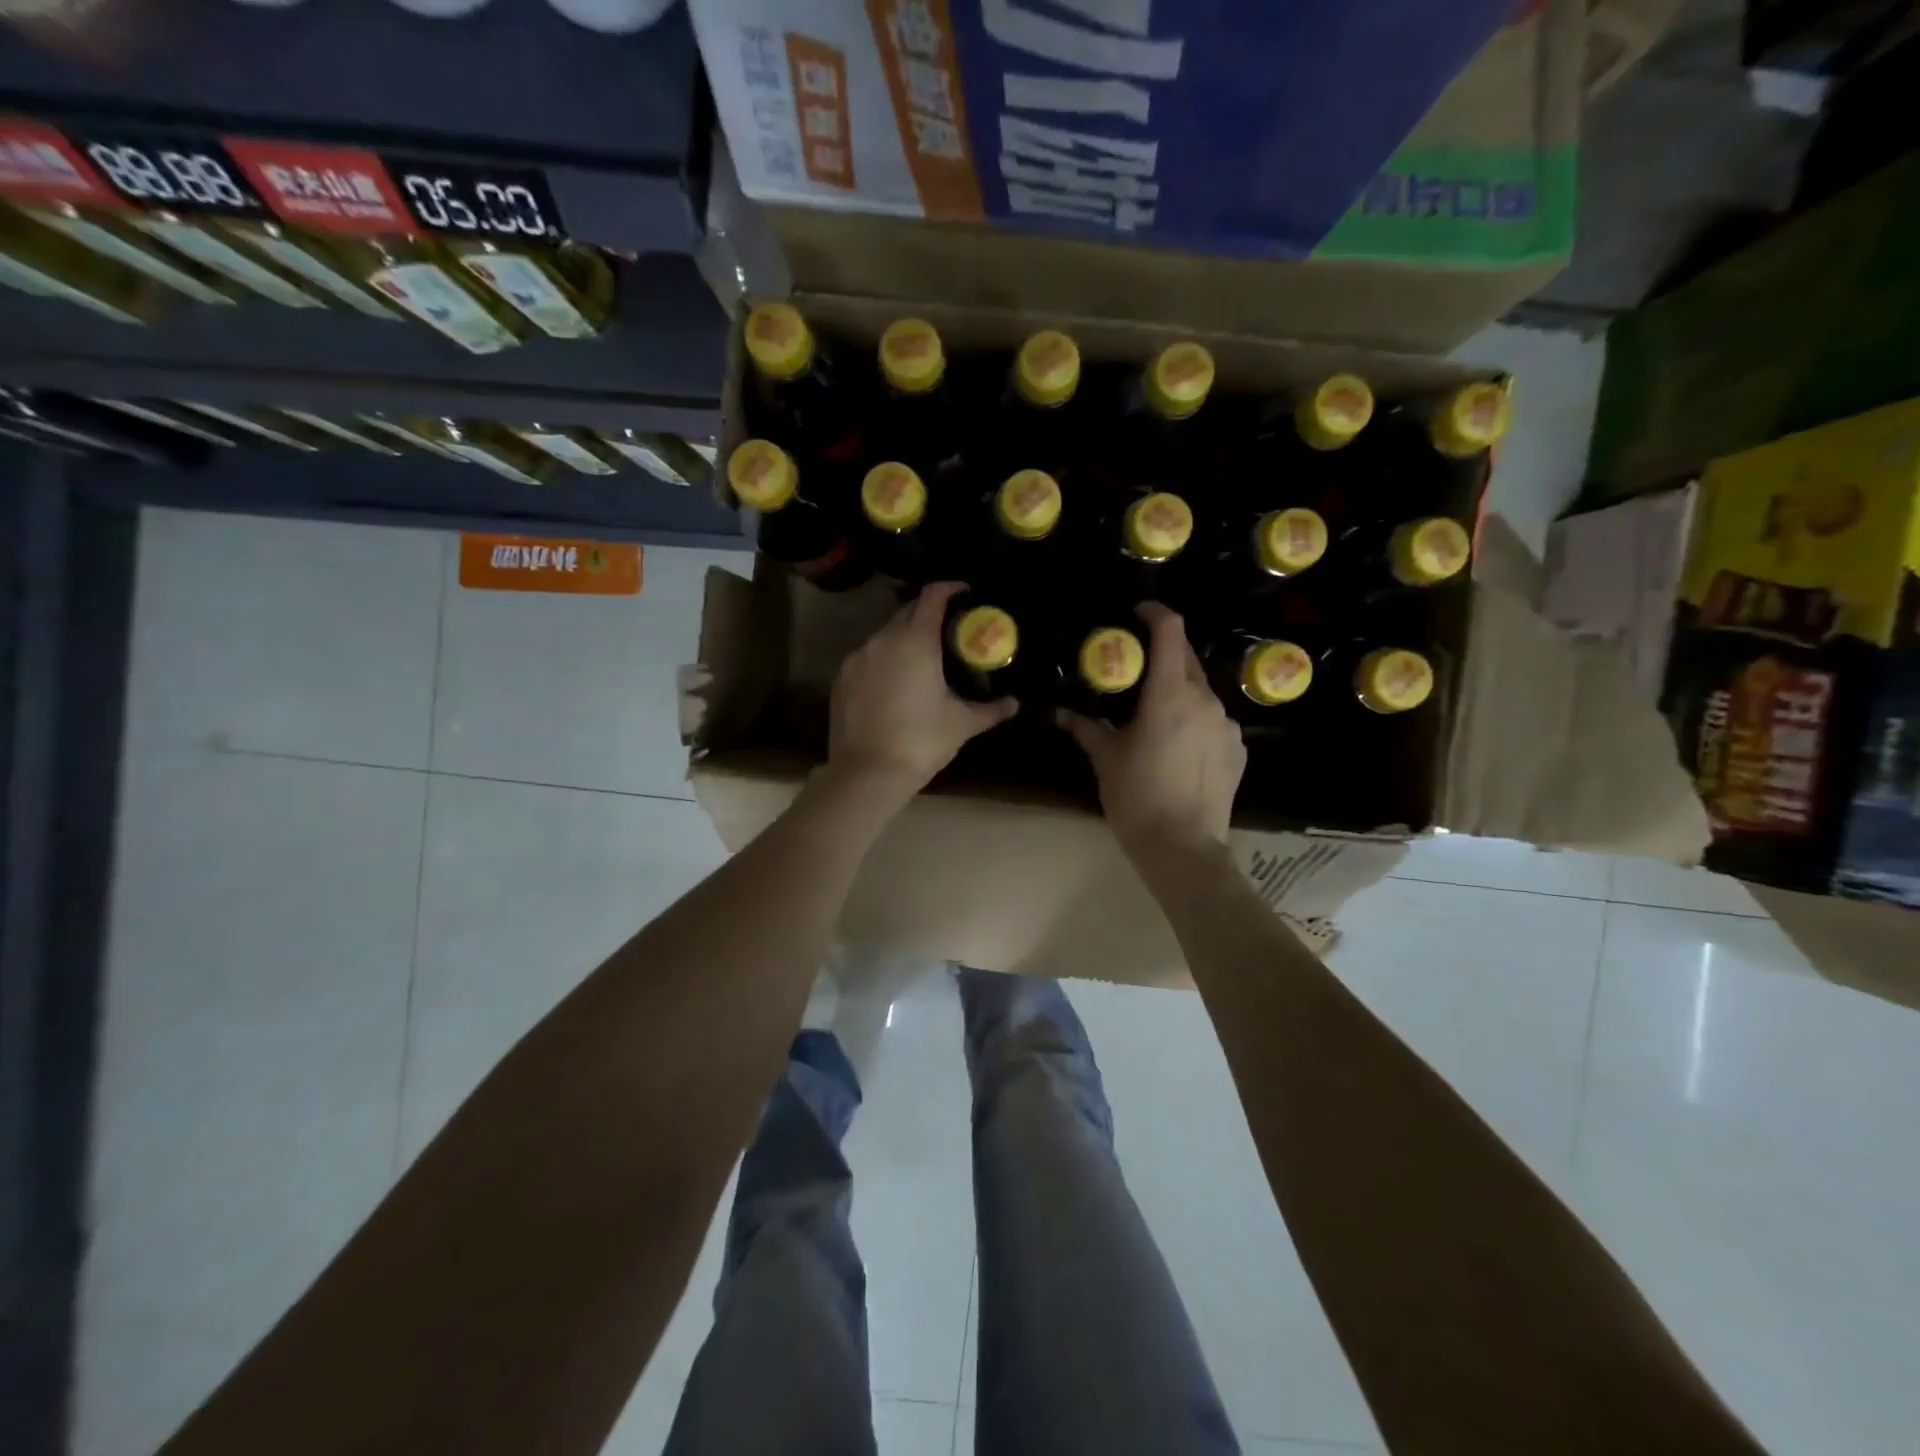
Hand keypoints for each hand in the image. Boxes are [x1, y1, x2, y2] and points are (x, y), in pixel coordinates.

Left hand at [827, 581, 1016, 801]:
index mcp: (915, 640)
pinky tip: (896, 684)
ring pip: (885, 636)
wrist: (866, 774)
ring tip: (924, 660)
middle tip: (950, 631)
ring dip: (905, 639)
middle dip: (929, 615)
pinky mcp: (841, 679)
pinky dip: (884, 661)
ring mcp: (857, 658)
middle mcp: (882, 639)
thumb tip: (1015, 704)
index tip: (966, 594)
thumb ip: (990, 709)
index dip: (951, 589)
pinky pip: (868, 658)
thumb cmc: (920, 742)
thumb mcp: (961, 724)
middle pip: (907, 612)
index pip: (933, 596)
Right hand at [1059, 602, 1245, 860]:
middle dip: (1163, 654)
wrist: (1182, 848)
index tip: (1137, 613)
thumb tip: (1058, 713)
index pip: (1170, 632)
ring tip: (1156, 716)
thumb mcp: (1105, 760)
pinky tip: (1179, 747)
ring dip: (1179, 691)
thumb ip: (1085, 728)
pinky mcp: (1238, 749)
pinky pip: (1215, 721)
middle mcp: (1204, 700)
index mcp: (1169, 695)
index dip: (1155, 613)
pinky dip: (1196, 721)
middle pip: (1187, 659)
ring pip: (1201, 692)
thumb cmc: (1136, 798)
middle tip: (1136, 669)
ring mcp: (1227, 725)